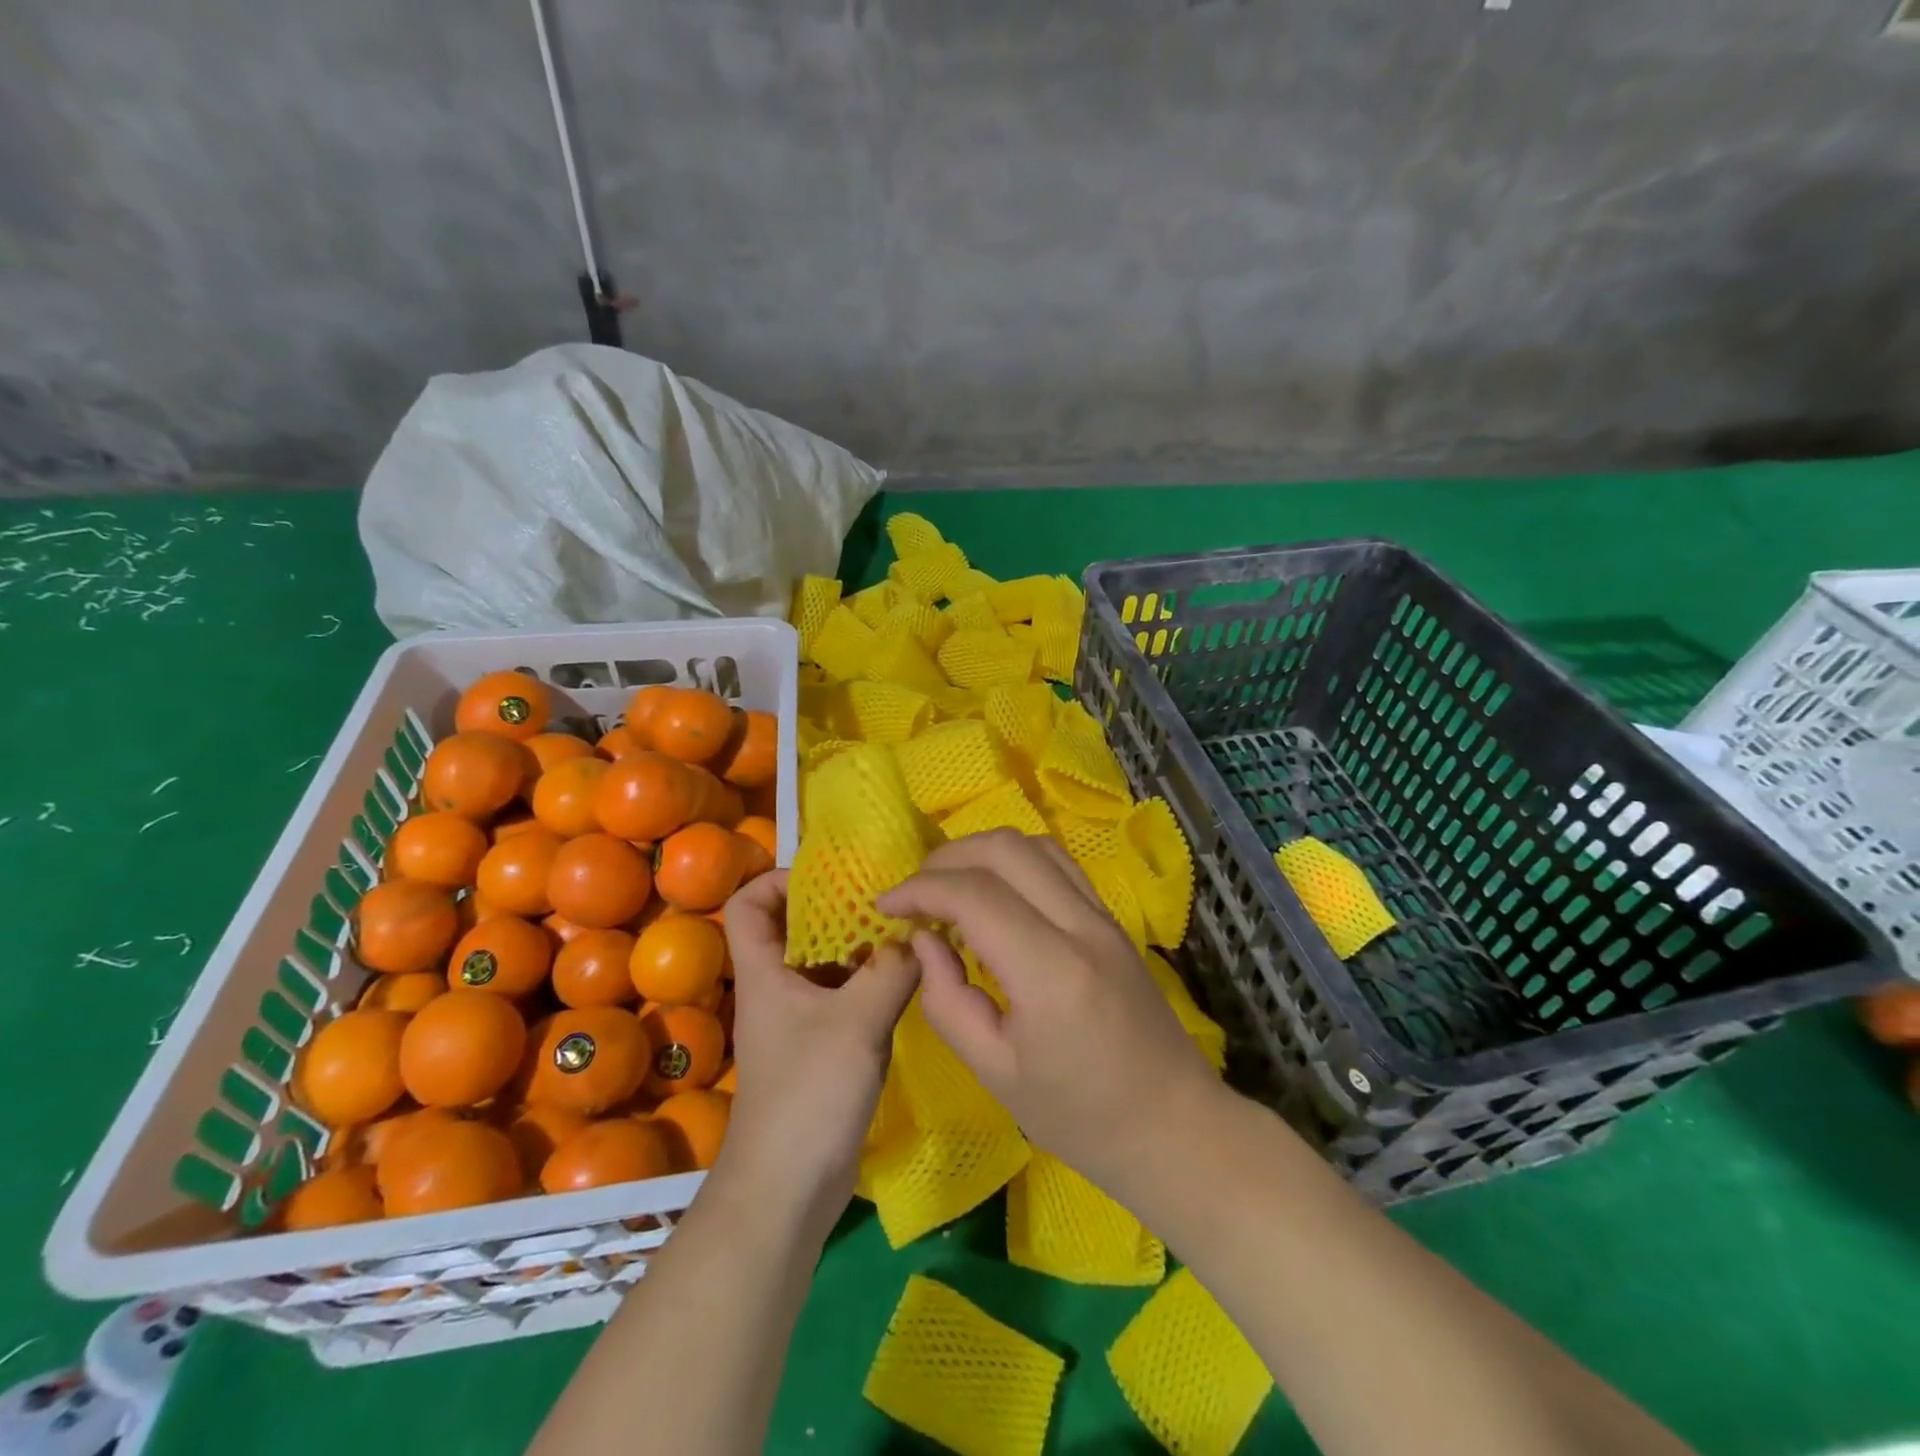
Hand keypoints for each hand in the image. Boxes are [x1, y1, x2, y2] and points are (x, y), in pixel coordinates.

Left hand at [719, 871, 920, 1234]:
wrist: (787, 1190)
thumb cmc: (807, 1095)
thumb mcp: (856, 1023)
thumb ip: (891, 971)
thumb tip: (920, 936)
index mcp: (765, 973)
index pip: (749, 904)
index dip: (779, 880)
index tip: (830, 877)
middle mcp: (779, 988)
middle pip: (796, 928)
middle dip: (838, 908)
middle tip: (887, 897)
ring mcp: (801, 1019)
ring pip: (827, 964)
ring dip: (862, 946)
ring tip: (908, 931)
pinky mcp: (824, 1047)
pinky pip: (847, 997)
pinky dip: (874, 981)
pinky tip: (911, 980)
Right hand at [876, 831, 1219, 1189]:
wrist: (1173, 1124)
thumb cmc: (1080, 1117)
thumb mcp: (995, 1073)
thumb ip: (946, 1001)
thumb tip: (922, 941)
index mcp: (1051, 971)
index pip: (975, 895)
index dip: (920, 890)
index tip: (885, 907)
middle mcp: (1081, 926)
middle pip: (1005, 849)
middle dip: (946, 859)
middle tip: (914, 894)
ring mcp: (1103, 916)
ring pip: (1034, 844)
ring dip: (980, 851)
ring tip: (947, 886)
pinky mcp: (1112, 918)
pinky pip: (1058, 863)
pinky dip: (1014, 860)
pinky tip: (993, 891)